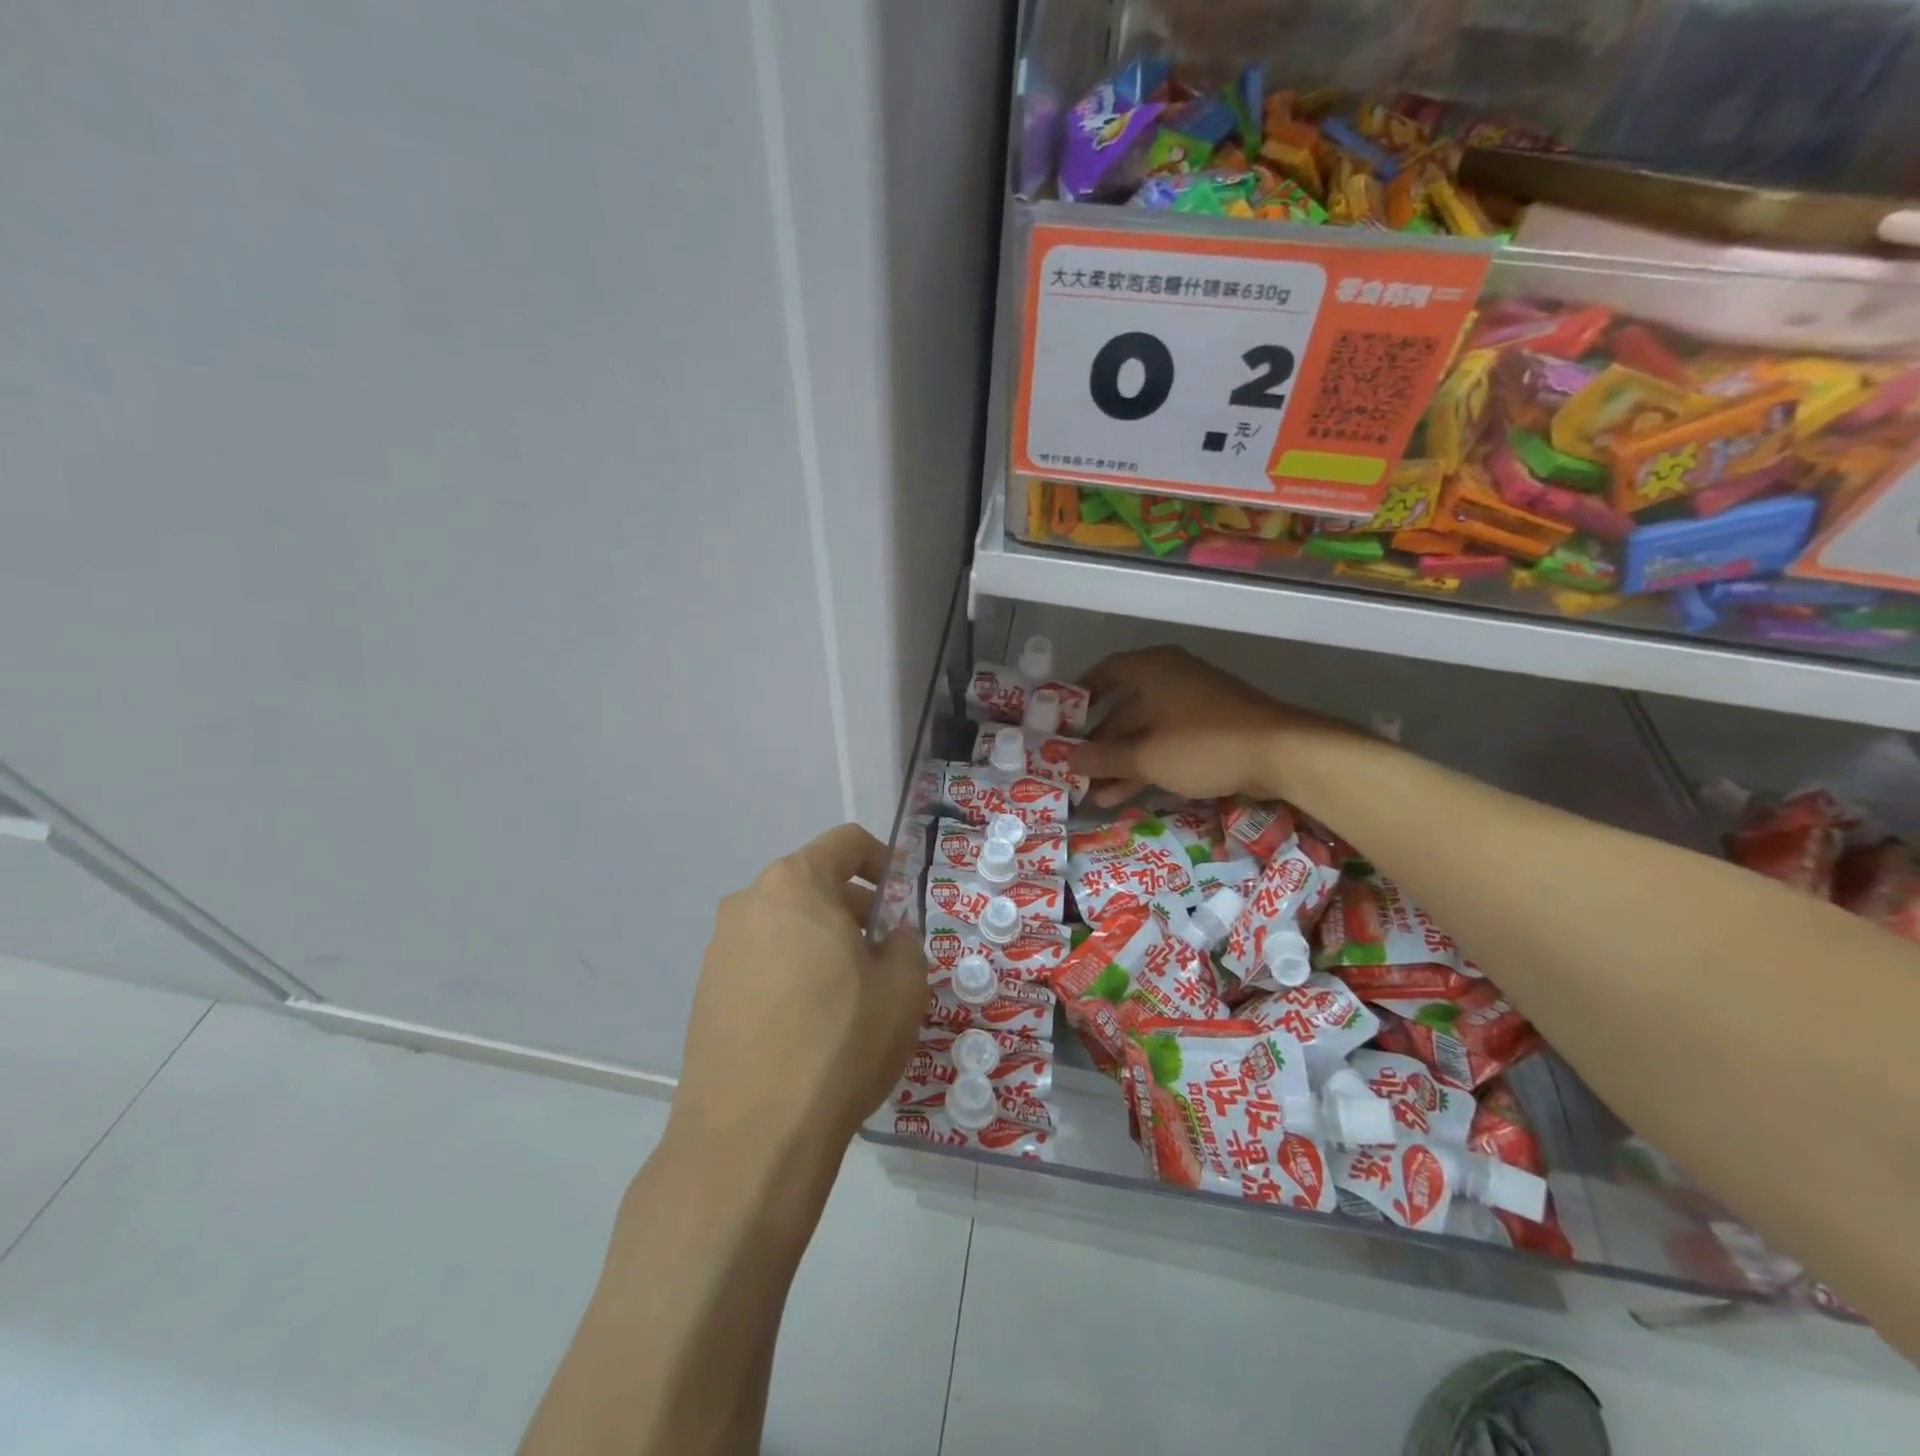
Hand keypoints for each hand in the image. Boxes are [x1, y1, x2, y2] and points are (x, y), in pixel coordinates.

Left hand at [670, 824, 927, 1165]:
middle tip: (884, 955)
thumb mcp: (903, 988)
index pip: (846, 843)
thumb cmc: (839, 1043)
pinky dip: (791, 971)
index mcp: (795, 884)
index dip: (882, 860)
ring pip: (786, 925)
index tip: (900, 900)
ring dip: (822, 942)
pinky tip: (810, 1023)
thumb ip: (906, 944)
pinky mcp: (705, 992)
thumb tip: (892, 937)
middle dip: (853, 909)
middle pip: (813, 884)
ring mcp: (720, 949)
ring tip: (850, 994)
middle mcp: (749, 903)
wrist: (751, 1136)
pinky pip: (761, 961)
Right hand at [1069, 646, 1343, 806]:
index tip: (1062, 718)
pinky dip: (1148, 764)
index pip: (1106, 672)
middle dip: (1100, 743)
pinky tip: (1127, 794)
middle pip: (1125, 709)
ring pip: (1146, 731)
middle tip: (1076, 769)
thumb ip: (1104, 758)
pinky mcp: (1213, 728)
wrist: (1282, 753)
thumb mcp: (1147, 756)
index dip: (1081, 694)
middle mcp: (1171, 678)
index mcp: (1152, 670)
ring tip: (1095, 794)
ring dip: (1121, 762)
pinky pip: (1168, 742)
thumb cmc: (1203, 744)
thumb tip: (1066, 758)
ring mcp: (1194, 704)